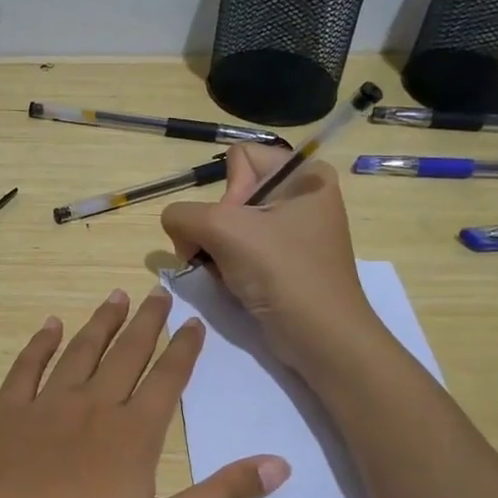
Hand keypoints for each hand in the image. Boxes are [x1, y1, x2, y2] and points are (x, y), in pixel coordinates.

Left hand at [0, 287, 288, 497]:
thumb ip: (223, 497)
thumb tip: (281, 462)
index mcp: (134, 434)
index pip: (168, 379)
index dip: (184, 349)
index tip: (195, 321)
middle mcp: (93, 407)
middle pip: (127, 354)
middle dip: (147, 323)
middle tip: (159, 292)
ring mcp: (45, 407)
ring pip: (81, 352)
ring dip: (101, 322)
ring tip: (117, 296)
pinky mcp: (6, 415)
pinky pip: (27, 367)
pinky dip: (41, 343)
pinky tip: (51, 325)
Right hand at [160, 145, 381, 372]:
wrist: (321, 338)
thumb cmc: (282, 272)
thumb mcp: (223, 230)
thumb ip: (182, 215)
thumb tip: (176, 228)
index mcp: (304, 174)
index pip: (239, 159)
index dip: (228, 192)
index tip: (238, 226)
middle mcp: (302, 196)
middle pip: (231, 195)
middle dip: (216, 227)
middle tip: (225, 255)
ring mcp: (294, 231)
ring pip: (229, 226)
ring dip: (216, 251)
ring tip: (228, 274)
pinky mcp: (285, 262)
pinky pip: (240, 250)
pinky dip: (228, 267)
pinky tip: (235, 285)